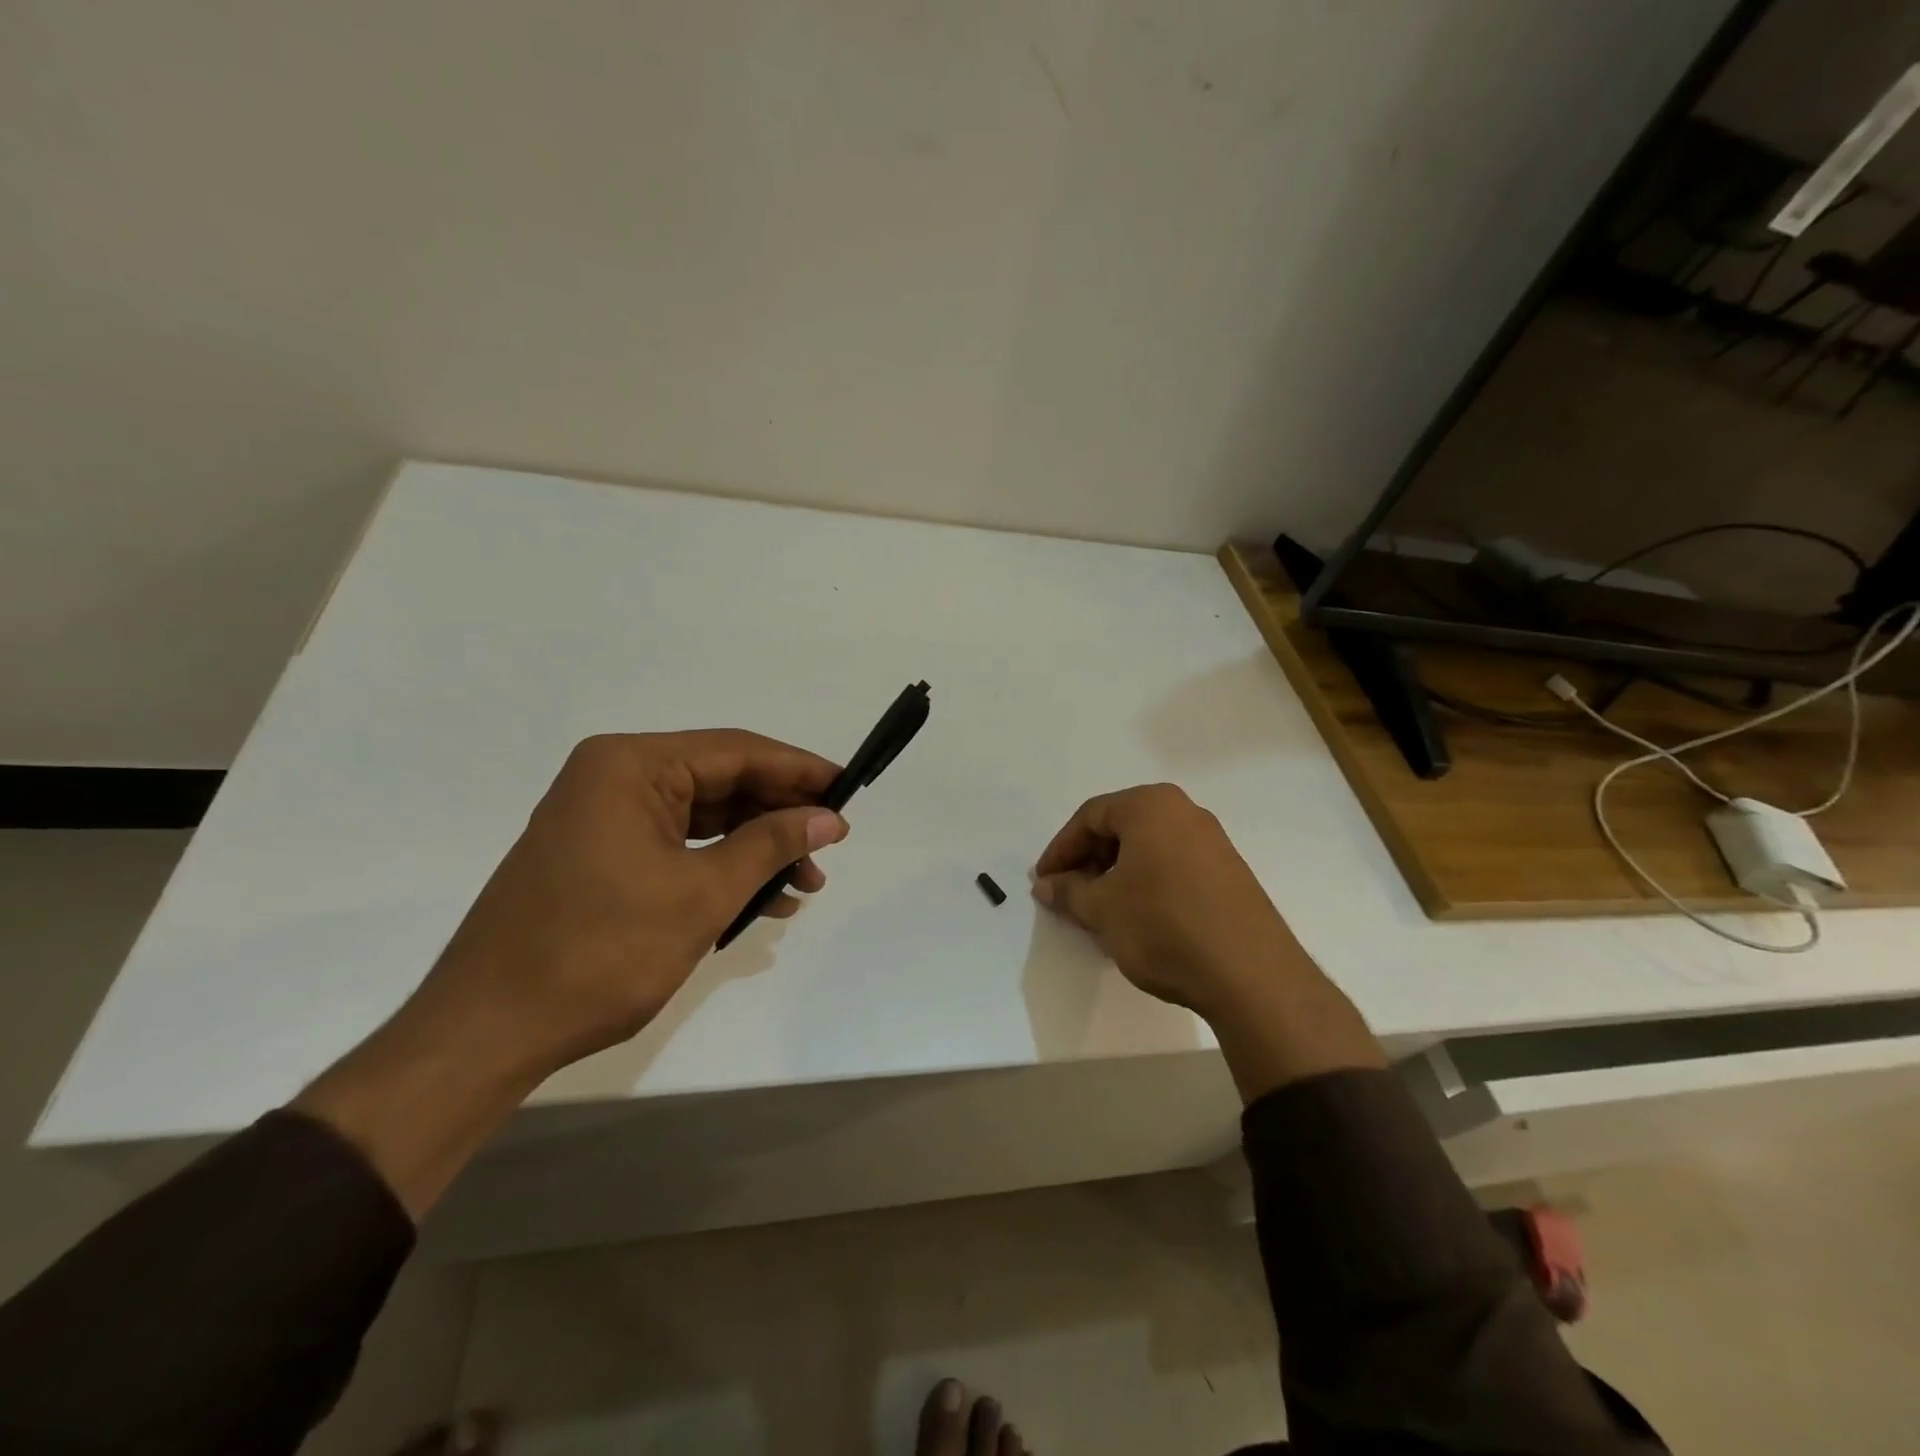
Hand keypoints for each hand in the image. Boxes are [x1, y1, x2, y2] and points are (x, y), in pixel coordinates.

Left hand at [295, 730, 846, 1215]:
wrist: (489, 1031)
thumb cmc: (600, 951)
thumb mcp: (702, 894)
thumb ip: (770, 845)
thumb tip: (829, 818)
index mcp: (631, 765)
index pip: (736, 750)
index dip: (799, 770)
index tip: (848, 791)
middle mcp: (614, 777)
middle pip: (721, 781)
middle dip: (780, 816)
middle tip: (831, 845)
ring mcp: (604, 817)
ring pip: (704, 817)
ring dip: (756, 847)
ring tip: (805, 884)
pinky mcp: (601, 854)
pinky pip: (678, 845)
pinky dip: (721, 867)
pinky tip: (761, 899)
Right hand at [1032, 783, 1292, 1016]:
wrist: (1250, 974)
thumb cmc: (1163, 925)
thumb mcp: (1102, 909)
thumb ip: (1067, 891)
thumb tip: (1045, 884)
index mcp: (1151, 806)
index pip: (1090, 816)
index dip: (1060, 849)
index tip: (1042, 881)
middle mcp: (1185, 812)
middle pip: (1121, 828)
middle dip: (1088, 861)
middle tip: (1068, 895)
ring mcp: (1213, 842)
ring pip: (1148, 849)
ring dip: (1116, 875)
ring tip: (1099, 911)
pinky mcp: (1230, 873)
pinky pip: (1173, 866)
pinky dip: (1146, 884)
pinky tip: (1138, 919)